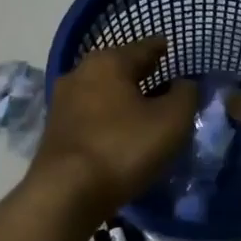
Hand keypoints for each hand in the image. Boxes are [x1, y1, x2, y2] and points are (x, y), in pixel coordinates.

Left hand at [30, 37, 195, 217]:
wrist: (65, 193)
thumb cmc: (123, 147)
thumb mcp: (171, 121)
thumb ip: (185, 95)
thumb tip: (184, 84)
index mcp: (109, 62)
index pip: (143, 47)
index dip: (160, 48)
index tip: (170, 47)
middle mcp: (80, 73)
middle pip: (119, 67)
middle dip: (141, 71)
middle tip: (162, 77)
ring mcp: (63, 102)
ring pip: (102, 90)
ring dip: (122, 95)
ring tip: (144, 106)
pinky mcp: (55, 130)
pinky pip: (91, 113)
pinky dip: (108, 115)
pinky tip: (120, 128)